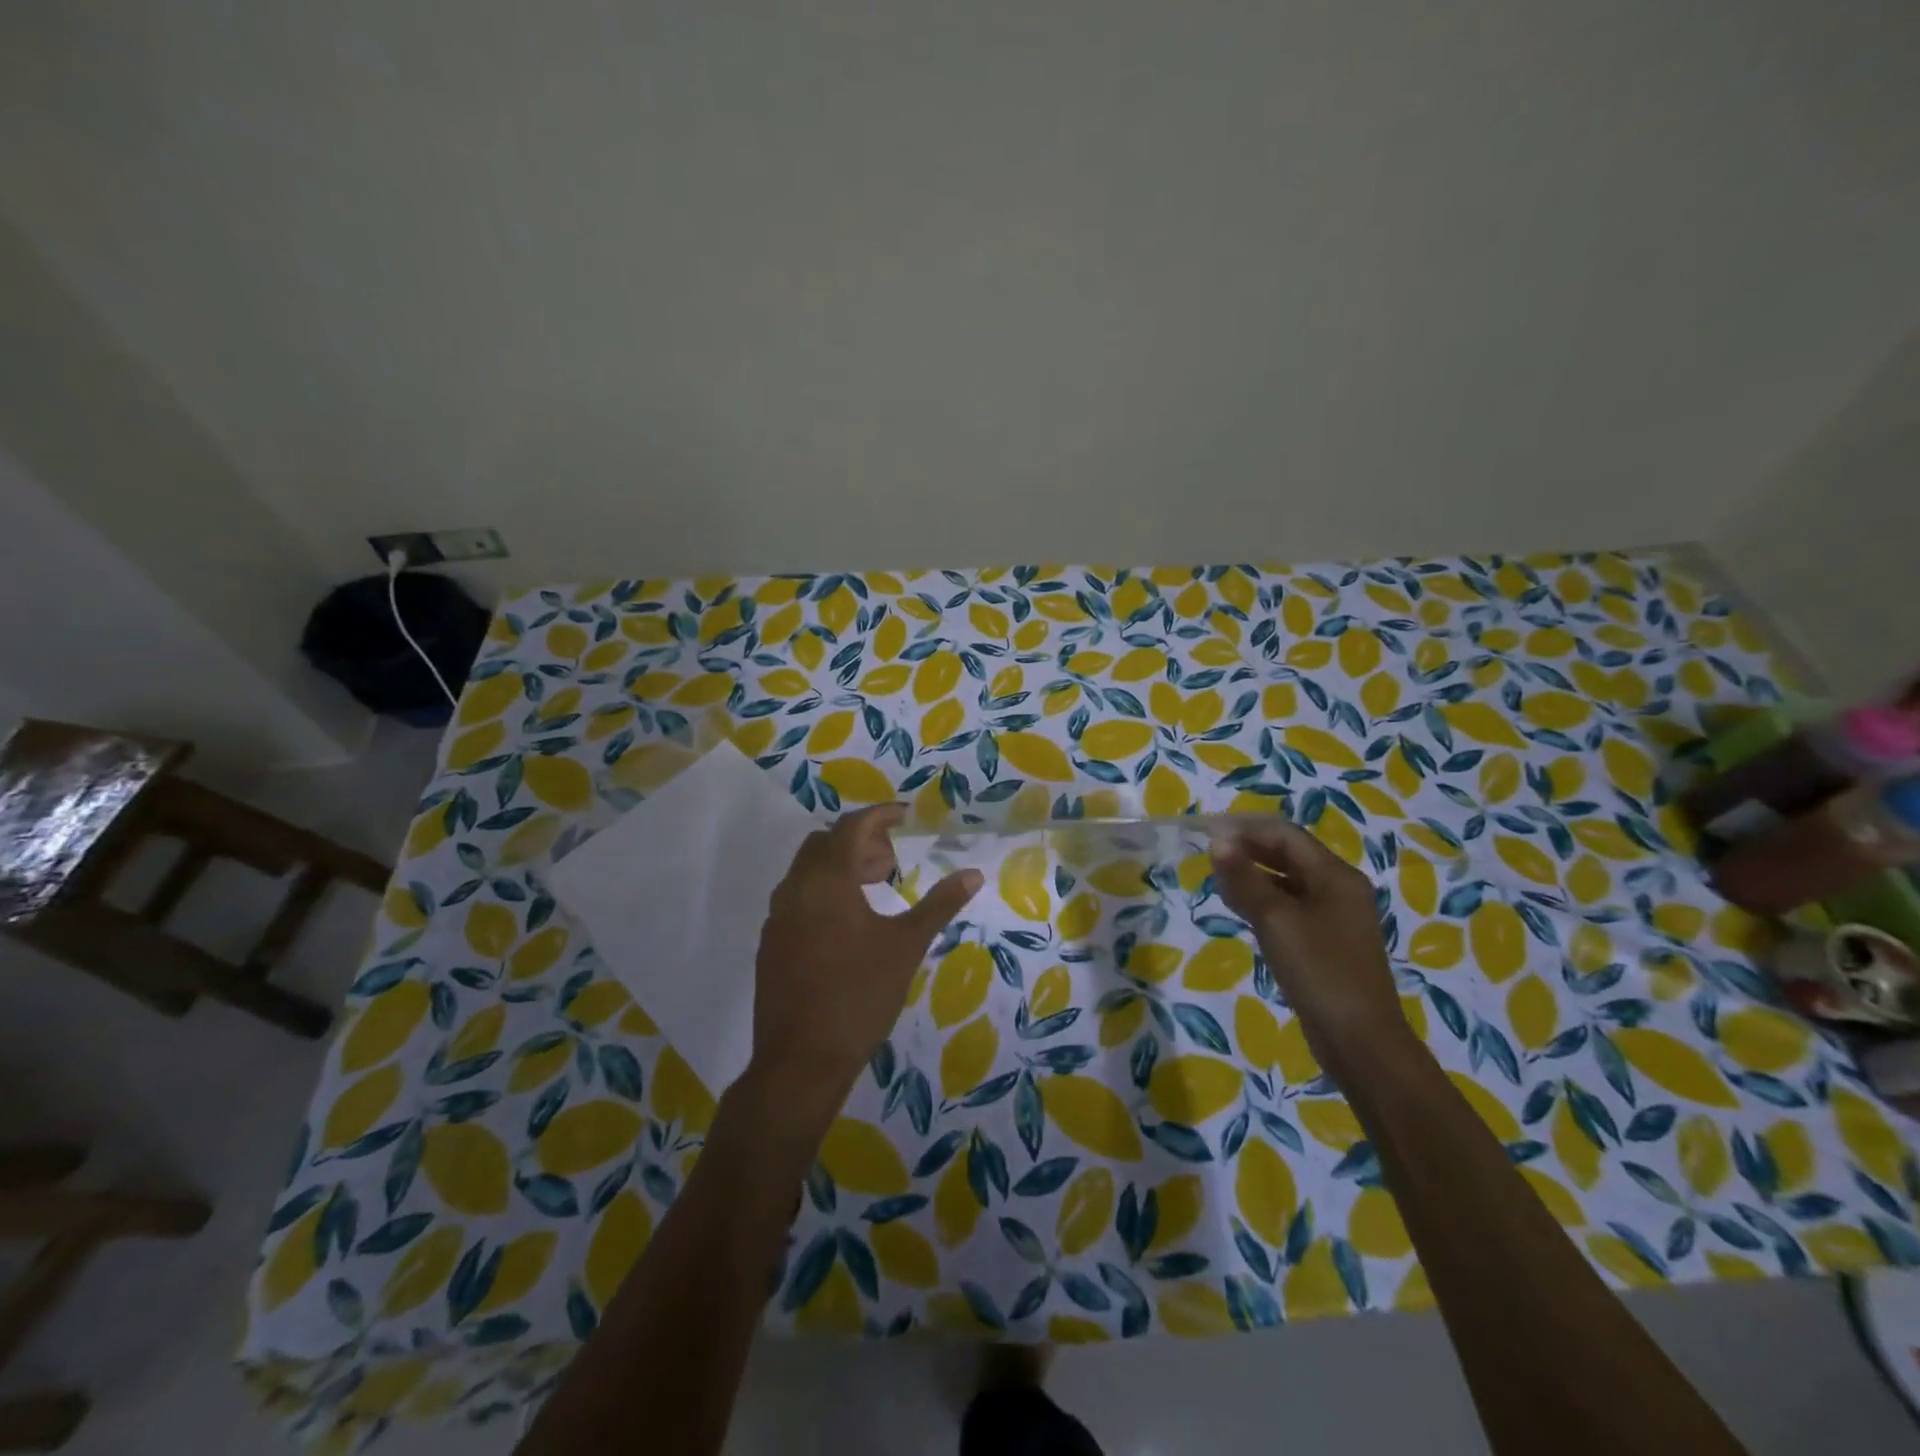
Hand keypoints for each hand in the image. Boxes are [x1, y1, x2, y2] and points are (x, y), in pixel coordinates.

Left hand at [749, 805, 981, 1133]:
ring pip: (807, 870)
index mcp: (827, 880)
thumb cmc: (860, 995)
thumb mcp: (906, 946)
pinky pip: (796, 898)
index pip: (852, 826)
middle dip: (860, 842)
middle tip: (892, 862)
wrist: (801, 1060)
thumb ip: (939, 904)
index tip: (906, 817)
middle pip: (825, 843)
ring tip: (874, 889)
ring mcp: (777, 916)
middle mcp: (795, 888)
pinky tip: (847, 923)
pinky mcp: (771, 942)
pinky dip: (822, 892)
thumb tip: (973, 874)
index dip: (881, 815)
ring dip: (840, 866)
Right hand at [1209, 818, 1403, 1078]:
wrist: (1360, 1041)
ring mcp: (1335, 916)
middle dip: (1249, 850)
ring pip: (1288, 881)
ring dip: (1254, 875)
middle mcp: (1339, 888)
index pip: (1286, 834)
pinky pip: (1291, 907)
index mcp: (1336, 876)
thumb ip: (1244, 878)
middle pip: (1289, 855)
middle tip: (1209, 856)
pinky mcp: (1326, 942)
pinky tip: (1240, 909)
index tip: (1208, 835)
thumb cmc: (1319, 972)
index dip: (1246, 829)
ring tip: (1218, 881)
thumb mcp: (1275, 920)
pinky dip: (1264, 900)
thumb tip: (1218, 841)